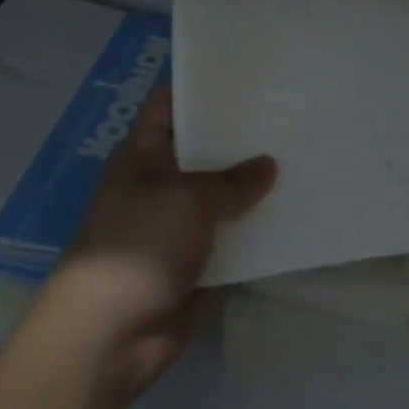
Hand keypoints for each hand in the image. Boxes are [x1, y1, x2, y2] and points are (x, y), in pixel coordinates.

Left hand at [41, 86, 275, 397]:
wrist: (109, 336)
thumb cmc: (140, 245)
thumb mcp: (188, 199)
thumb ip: (231, 181)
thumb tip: (268, 165)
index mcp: (143, 153)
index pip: (171, 102)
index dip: (203, 84)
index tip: (247, 72)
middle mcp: (159, 180)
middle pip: (202, 146)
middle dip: (239, 134)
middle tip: (287, 111)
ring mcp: (175, 222)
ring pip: (219, 192)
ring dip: (251, 183)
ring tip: (299, 155)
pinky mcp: (193, 260)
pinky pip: (228, 234)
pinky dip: (253, 226)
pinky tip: (292, 210)